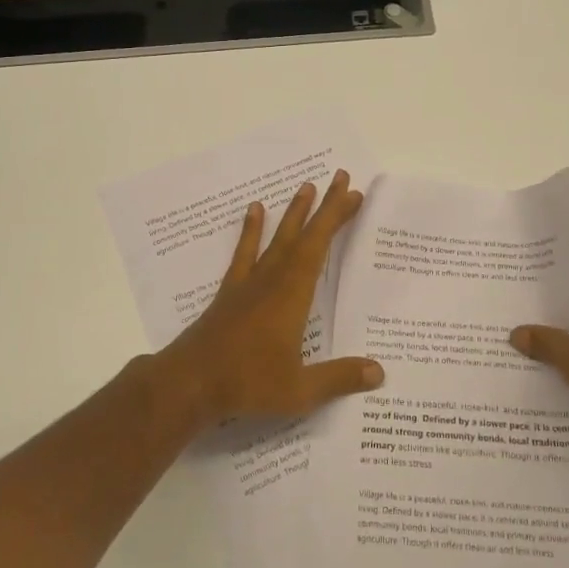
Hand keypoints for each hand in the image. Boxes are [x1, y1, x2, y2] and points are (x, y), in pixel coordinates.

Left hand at [156, 170, 383, 427]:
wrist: (189, 383)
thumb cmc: (247, 383)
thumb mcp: (299, 390)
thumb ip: (338, 378)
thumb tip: (379, 372)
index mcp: (292, 295)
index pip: (319, 247)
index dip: (336, 219)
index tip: (353, 194)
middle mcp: (272, 279)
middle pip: (302, 235)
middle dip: (323, 206)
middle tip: (340, 177)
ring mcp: (248, 283)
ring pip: (276, 239)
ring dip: (293, 212)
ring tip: (305, 186)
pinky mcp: (230, 291)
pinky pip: (244, 253)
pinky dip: (250, 231)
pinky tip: (254, 210)